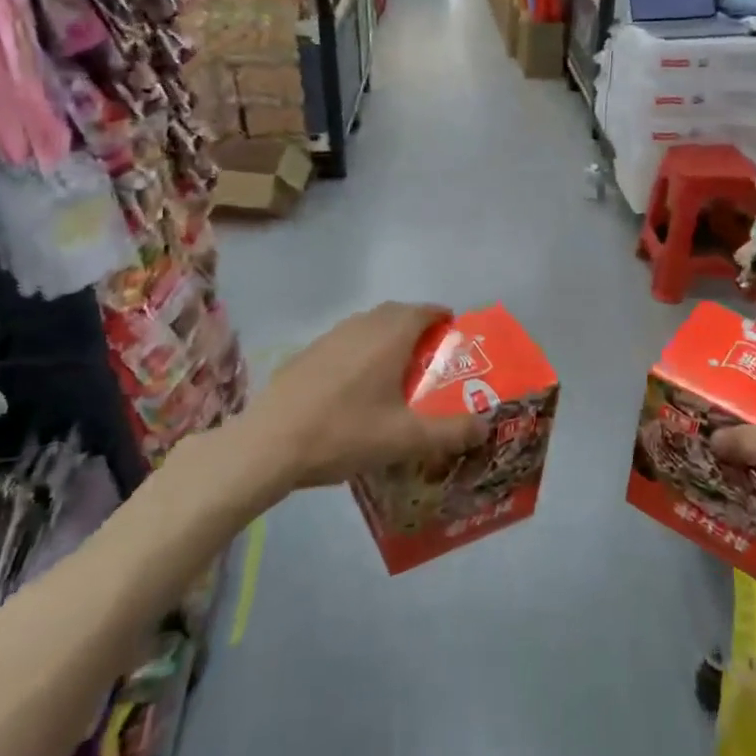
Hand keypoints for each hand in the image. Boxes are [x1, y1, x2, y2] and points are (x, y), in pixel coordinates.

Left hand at [237, 302, 487, 489]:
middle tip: (429, 351)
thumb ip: (451, 432)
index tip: (453, 329)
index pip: (422, 311)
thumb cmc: (345, 433)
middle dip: (415, 324)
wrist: (270, 444)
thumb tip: (486, 426)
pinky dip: (360, 350)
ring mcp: (328, 338)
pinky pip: (344, 341)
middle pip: (394, 312)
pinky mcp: (305, 354)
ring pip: (366, 325)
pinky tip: (355, 384)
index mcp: (388, 337)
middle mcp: (360, 327)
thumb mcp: (406, 439)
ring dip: (386, 335)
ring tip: (396, 366)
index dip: (440, 316)